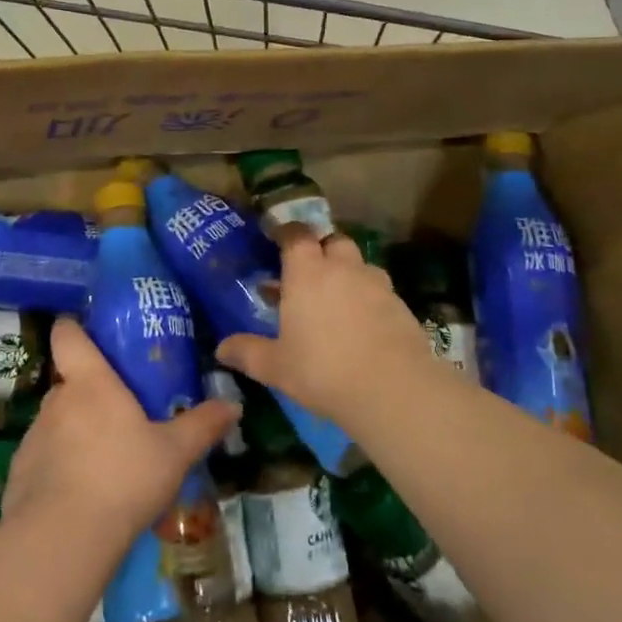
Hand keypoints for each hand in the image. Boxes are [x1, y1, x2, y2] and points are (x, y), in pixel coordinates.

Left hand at [4, 319, 237, 552]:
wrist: (63, 539)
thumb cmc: (123, 478)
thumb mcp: (174, 453)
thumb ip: (202, 426)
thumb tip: (234, 405)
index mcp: (90, 382)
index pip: (68, 335)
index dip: (74, 329)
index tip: (86, 333)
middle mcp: (56, 400)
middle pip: (67, 382)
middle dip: (88, 394)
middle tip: (117, 414)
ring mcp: (32, 437)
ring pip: (55, 422)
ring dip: (73, 433)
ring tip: (102, 461)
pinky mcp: (18, 474)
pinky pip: (42, 460)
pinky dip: (57, 469)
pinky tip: (79, 497)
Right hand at [215, 226, 434, 427]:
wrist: (392, 389)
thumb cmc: (323, 370)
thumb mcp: (276, 366)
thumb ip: (247, 352)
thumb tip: (220, 348)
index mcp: (307, 272)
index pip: (297, 234)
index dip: (287, 232)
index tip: (277, 238)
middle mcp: (342, 268)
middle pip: (333, 241)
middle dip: (321, 249)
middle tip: (308, 271)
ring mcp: (376, 284)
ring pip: (359, 264)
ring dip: (347, 272)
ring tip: (337, 299)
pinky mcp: (400, 305)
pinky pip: (380, 290)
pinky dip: (369, 298)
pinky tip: (363, 324)